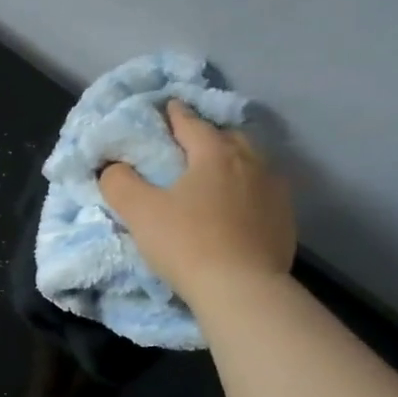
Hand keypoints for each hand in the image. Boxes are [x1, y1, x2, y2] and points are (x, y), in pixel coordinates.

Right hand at [98, 99, 295, 306]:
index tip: (165, 107)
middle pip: (227, 137)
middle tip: (187, 145)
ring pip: (250, 162)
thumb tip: (112, 166)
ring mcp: (274, 190)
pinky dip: (246, 188)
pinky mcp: (285, 218)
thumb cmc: (187, 243)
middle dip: (207, 135)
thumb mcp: (139, 212)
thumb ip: (119, 182)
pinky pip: (262, 190)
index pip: (191, 123)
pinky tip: (235, 205)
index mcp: (215, 154)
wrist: (242, 289)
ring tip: (213, 173)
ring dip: (231, 161)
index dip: (174, 114)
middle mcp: (250, 162)